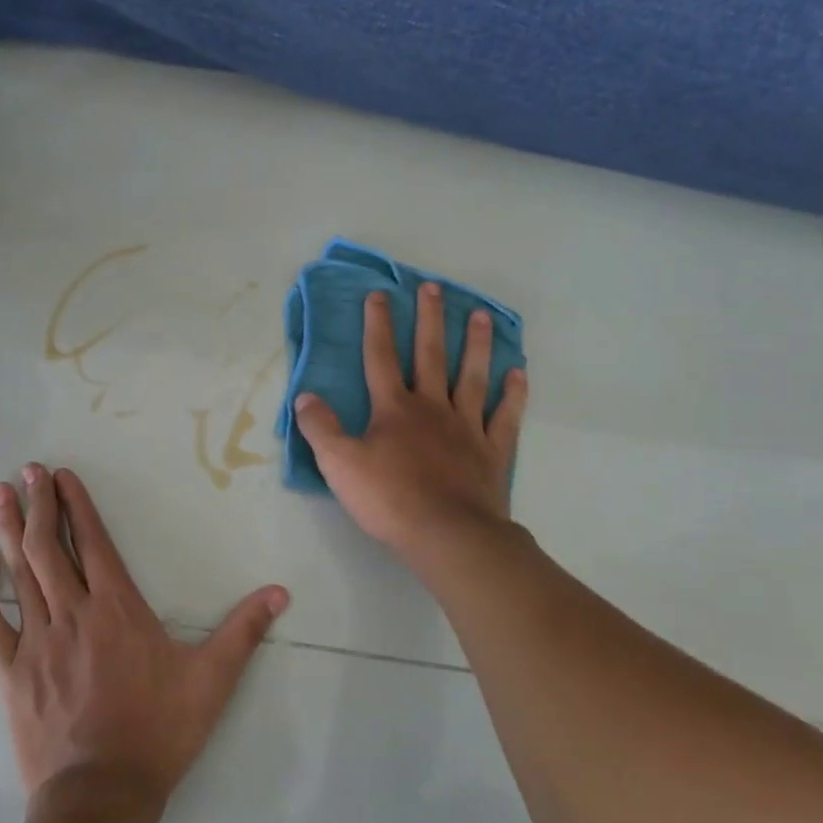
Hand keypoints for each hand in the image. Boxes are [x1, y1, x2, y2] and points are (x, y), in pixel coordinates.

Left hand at [0, 464, 290, 808]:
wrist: (101, 796)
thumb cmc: (158, 732)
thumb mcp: (212, 680)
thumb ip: (244, 631)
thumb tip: (280, 592)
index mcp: (117, 608)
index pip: (93, 542)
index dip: (76, 504)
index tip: (60, 475)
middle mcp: (73, 612)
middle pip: (49, 547)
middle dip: (38, 504)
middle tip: (26, 471)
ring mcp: (37, 641)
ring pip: (20, 573)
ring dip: (9, 530)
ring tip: (0, 495)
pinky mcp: (13, 671)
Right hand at [293, 282, 527, 557]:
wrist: (447, 535)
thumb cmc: (389, 499)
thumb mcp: (339, 464)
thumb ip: (320, 428)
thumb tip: (304, 396)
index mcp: (393, 408)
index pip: (380, 357)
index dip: (378, 324)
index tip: (380, 294)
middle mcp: (432, 407)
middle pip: (430, 355)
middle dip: (430, 319)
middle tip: (434, 288)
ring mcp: (467, 427)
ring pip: (472, 376)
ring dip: (476, 345)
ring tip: (482, 316)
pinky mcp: (493, 451)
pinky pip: (505, 416)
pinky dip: (513, 394)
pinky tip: (518, 373)